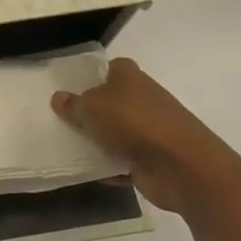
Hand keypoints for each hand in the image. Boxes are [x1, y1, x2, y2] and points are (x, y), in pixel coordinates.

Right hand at [51, 58, 240, 211]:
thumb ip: (73, 105)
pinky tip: (88, 172)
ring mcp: (150, 131)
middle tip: (63, 118)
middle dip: (92, 111)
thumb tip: (58, 98)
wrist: (181, 166)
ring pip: (117, 132)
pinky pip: (123, 162)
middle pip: (113, 102)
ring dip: (99, 141)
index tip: (73, 86)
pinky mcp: (153, 160)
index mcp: (130, 78)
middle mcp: (143, 100)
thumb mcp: (92, 109)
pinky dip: (110, 168)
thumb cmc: (133, 123)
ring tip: (69, 146)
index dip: (95, 74)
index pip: (113, 67)